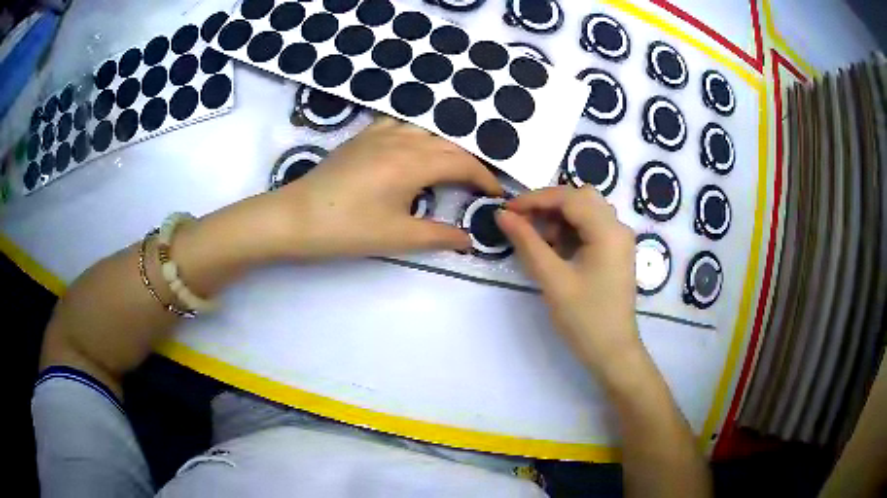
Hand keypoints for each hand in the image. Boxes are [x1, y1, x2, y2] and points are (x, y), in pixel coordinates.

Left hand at [264, 118, 502, 258]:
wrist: (296, 217)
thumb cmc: (348, 228)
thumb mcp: (398, 236)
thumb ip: (439, 235)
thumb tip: (469, 239)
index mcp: (414, 163)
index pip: (463, 164)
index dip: (484, 178)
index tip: (496, 194)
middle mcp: (402, 140)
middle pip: (449, 145)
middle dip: (470, 163)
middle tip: (480, 184)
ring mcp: (380, 133)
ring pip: (426, 130)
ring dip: (446, 146)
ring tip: (453, 166)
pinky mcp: (362, 136)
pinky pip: (400, 124)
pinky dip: (418, 133)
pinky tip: (414, 146)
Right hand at [495, 186, 642, 380]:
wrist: (612, 352)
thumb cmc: (584, 318)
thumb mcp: (552, 279)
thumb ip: (527, 242)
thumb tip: (502, 215)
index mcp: (608, 231)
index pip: (569, 198)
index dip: (535, 199)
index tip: (507, 210)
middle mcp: (618, 227)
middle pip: (581, 197)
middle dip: (549, 204)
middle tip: (522, 221)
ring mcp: (620, 240)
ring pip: (587, 210)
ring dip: (559, 216)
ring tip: (536, 236)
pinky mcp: (616, 251)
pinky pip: (591, 227)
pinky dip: (570, 229)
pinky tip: (554, 247)